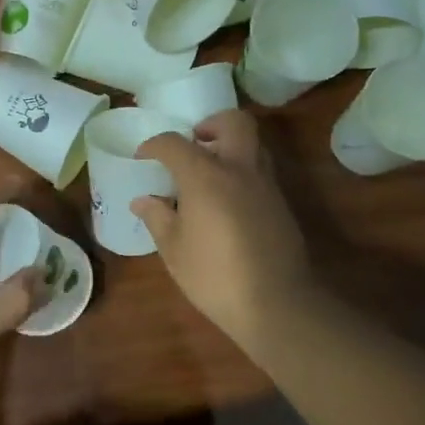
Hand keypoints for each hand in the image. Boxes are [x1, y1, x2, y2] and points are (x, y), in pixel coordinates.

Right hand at [133, 109, 316, 355]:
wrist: (275, 303)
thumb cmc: (214, 276)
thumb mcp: (174, 250)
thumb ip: (157, 218)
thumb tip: (143, 200)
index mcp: (206, 176)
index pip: (175, 143)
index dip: (154, 146)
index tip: (143, 157)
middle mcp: (239, 169)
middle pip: (233, 122)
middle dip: (210, 125)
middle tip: (193, 144)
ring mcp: (266, 185)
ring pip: (252, 144)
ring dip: (229, 146)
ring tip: (207, 173)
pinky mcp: (280, 204)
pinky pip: (259, 171)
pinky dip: (241, 172)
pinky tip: (225, 201)